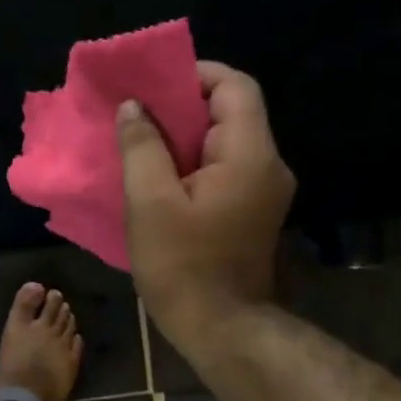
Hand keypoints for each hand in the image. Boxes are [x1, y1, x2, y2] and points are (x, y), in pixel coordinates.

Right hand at [118, 61, 295, 331]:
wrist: (220, 326)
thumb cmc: (182, 264)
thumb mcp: (150, 203)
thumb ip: (141, 148)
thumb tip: (134, 107)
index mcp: (249, 156)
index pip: (235, 87)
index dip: (195, 74)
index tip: (151, 83)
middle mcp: (267, 165)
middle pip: (230, 112)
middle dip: (181, 105)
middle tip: (135, 113)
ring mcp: (263, 190)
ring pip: (222, 141)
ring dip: (181, 136)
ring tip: (137, 142)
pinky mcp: (251, 210)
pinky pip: (221, 167)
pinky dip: (189, 161)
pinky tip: (156, 176)